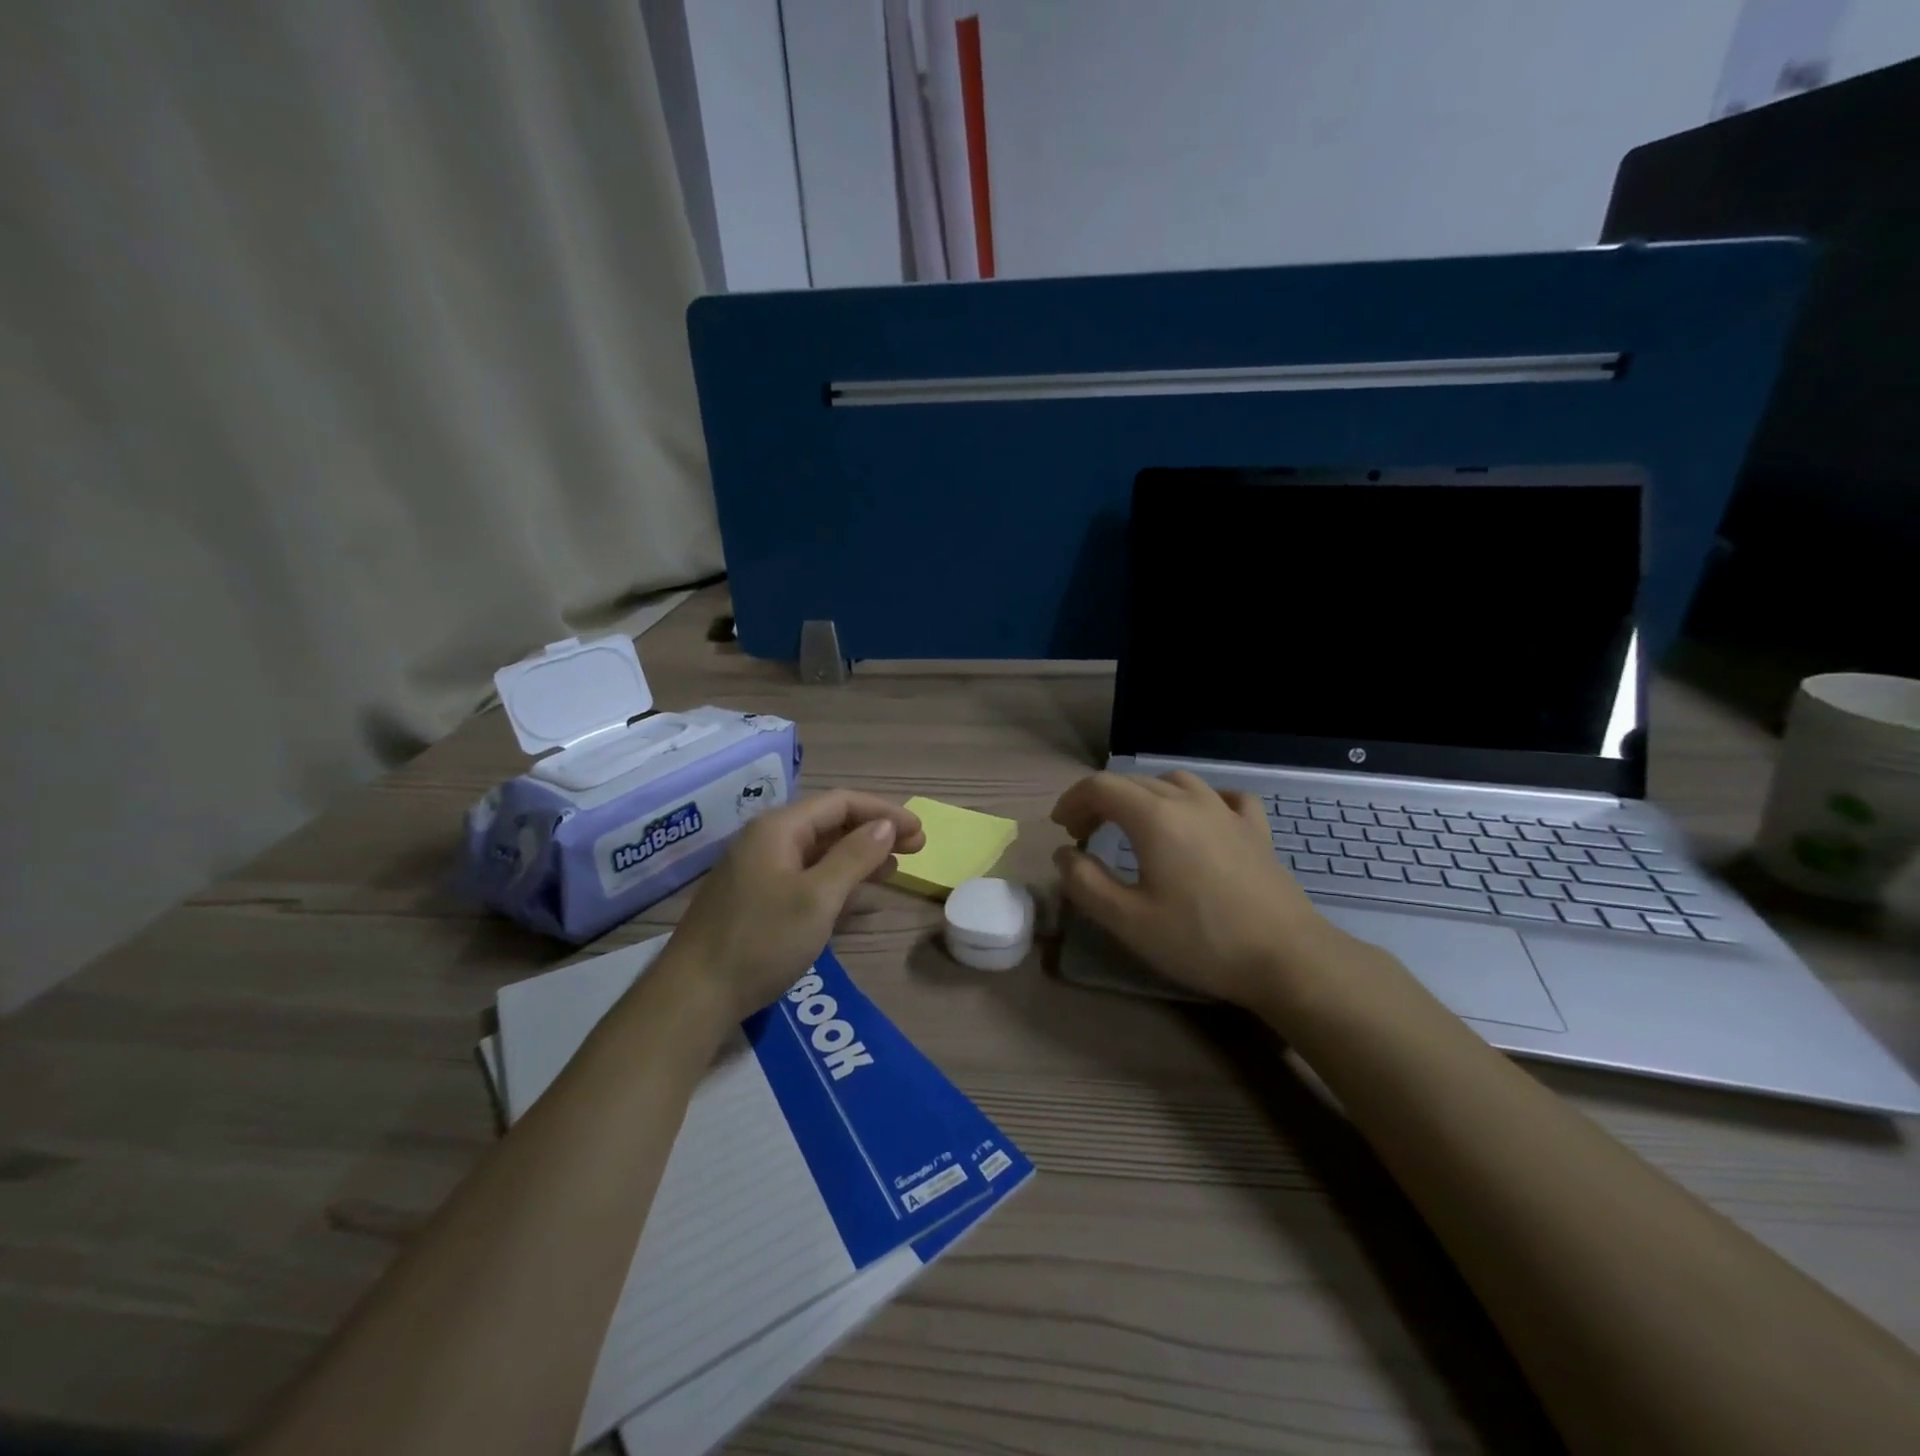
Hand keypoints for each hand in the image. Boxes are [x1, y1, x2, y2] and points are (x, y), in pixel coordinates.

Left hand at [657, 790, 925, 1024]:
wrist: (694, 996)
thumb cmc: (762, 940)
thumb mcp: (817, 898)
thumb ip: (854, 857)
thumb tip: (885, 827)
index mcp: (779, 828)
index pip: (841, 803)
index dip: (884, 813)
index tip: (919, 831)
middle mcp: (766, 840)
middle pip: (830, 823)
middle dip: (874, 832)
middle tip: (916, 849)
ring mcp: (758, 869)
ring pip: (819, 851)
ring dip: (858, 856)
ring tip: (893, 870)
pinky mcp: (755, 897)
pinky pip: (805, 874)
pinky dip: (836, 878)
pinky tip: (856, 895)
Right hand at [1052, 771, 1343, 1009]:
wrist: (1287, 958)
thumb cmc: (1201, 940)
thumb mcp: (1128, 920)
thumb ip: (1085, 883)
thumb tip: (1064, 855)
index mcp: (1154, 817)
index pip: (1101, 787)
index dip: (1073, 801)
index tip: (1060, 829)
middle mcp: (1190, 801)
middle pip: (1134, 782)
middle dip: (1100, 801)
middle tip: (1084, 835)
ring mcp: (1227, 812)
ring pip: (1175, 782)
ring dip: (1144, 796)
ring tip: (1133, 824)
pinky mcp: (1256, 830)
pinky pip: (1223, 797)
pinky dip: (1198, 800)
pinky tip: (1199, 818)